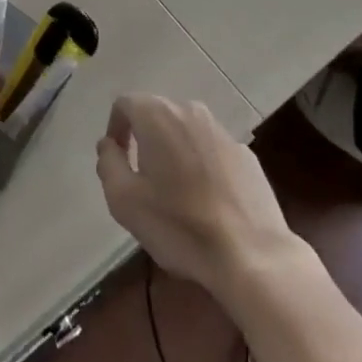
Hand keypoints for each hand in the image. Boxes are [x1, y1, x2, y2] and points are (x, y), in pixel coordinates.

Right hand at [95, 95, 301, 301]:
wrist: (253, 256)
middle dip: (145, 140)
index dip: (115, 129)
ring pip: (186, 132)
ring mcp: (222, 131)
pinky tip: (208, 202)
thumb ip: (108, 163)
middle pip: (157, 115)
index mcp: (157, 114)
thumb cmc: (180, 226)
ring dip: (175, 152)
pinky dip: (203, 166)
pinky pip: (213, 151)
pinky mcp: (246, 155)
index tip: (117, 160)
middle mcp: (189, 111)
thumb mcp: (125, 200)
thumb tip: (109, 145)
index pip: (124, 104)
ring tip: (176, 192)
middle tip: (143, 178)